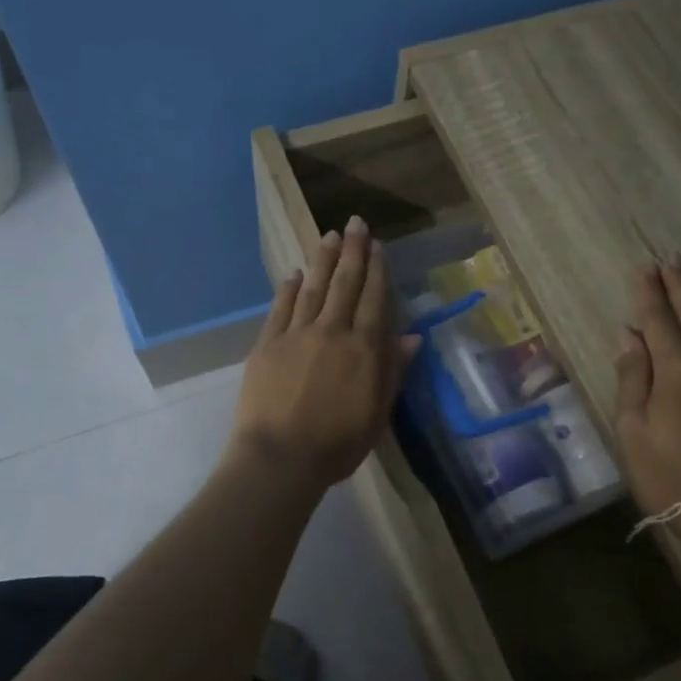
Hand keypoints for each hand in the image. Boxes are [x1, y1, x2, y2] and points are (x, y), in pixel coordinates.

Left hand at [230, 217, 416, 491]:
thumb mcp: (377, 413)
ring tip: (329, 237)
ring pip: (313, 289)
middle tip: (355, 222)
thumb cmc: (337, 444)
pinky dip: (288, 289)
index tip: (378, 245)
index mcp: (364, 349)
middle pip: (345, 284)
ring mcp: (296, 335)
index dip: (377, 270)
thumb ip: (393, 371)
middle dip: (352, 251)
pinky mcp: (267, 344)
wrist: (279, 457)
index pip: (374, 299)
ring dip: (322, 261)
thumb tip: (413, 337)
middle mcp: (332, 331)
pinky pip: (280, 309)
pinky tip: (293, 274)